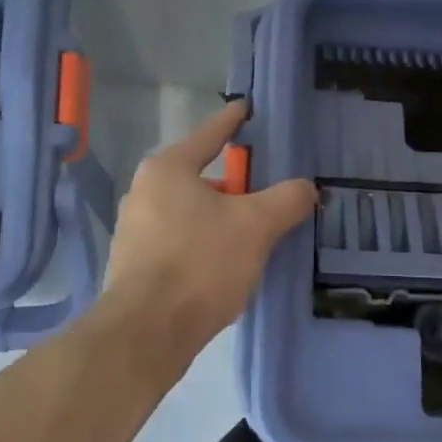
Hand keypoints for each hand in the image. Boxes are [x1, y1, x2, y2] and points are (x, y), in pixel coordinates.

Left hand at [96, 101, 316, 360]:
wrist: (146, 334)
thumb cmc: (200, 264)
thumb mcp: (256, 226)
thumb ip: (286, 200)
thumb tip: (307, 188)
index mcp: (168, 168)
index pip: (211, 133)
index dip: (235, 120)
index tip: (248, 107)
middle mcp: (144, 191)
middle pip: (202, 176)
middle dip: (235, 184)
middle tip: (267, 190)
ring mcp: (135, 229)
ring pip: (191, 212)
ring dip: (221, 218)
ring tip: (253, 234)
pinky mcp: (134, 264)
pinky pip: (180, 241)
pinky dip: (204, 244)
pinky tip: (226, 265)